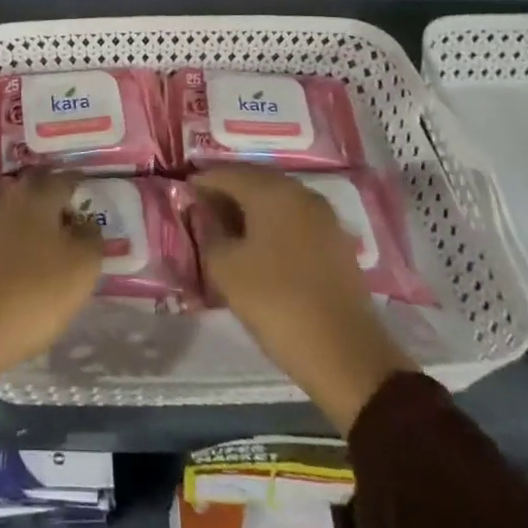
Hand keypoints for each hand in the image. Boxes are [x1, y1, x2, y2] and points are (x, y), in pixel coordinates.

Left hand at [0, 172, 102, 392]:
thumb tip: (87, 223)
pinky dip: (12, 245)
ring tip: (48, 246)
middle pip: (34, 192)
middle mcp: (6, 200)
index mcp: (36, 196)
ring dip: (31, 224)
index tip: (90, 195)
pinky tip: (21, 265)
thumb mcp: (81, 269)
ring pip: (14, 214)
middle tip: (71, 219)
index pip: (63, 179)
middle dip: (52, 201)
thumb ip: (91, 239)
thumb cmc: (33, 293)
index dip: (78, 185)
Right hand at [191, 166, 413, 433]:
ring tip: (227, 231)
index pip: (225, 173)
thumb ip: (207, 231)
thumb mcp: (225, 269)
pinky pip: (294, 219)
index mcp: (270, 190)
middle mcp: (298, 191)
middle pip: (253, 180)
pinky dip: (272, 224)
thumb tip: (201, 211)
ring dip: (250, 209)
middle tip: (201, 212)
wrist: (347, 354)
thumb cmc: (276, 303)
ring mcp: (322, 215)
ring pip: (275, 199)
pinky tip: (259, 247)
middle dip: (226, 192)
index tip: (181, 196)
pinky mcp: (335, 240)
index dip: (200, 182)